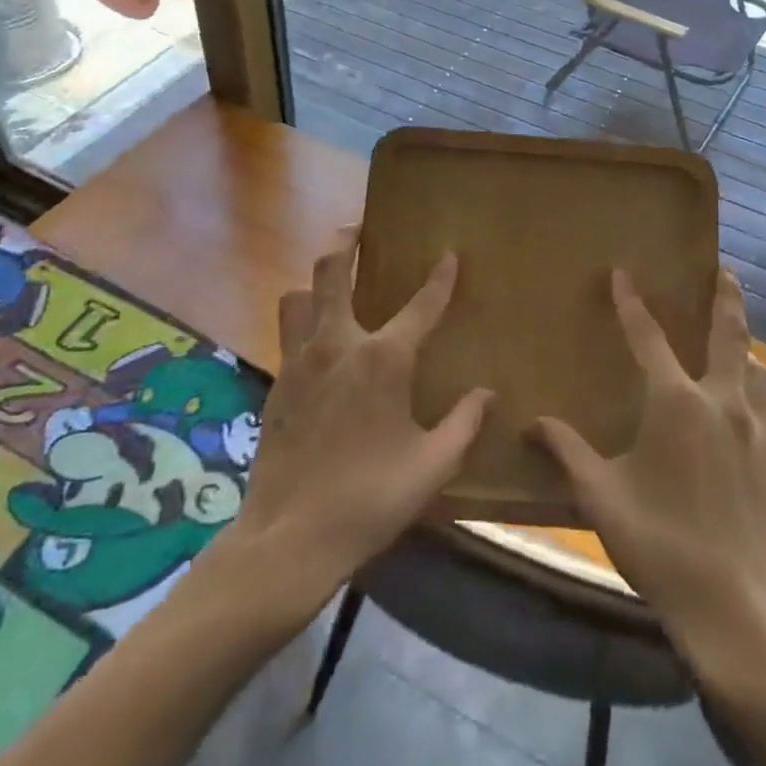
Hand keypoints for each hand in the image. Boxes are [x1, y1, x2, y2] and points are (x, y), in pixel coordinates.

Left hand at [232, 228, 492, 611]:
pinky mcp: (277, 382)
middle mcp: (338, 344)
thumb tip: (487, 394)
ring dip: (315, 280)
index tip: (449, 254)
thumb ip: (464, 424)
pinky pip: (288, 332)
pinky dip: (302, 319)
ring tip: (332, 280)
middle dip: (345, 240)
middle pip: (331, 271)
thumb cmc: (369, 499)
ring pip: (299, 296)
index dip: (440, 278)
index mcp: (383, 359)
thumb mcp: (431, 466)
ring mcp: (300, 360)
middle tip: (358, 227)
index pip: (421, 305)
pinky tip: (317, 340)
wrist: (289, 538)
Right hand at [534, 271, 765, 765]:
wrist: (736, 606)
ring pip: (758, 367)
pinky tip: (745, 397)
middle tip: (723, 270)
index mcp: (675, 402)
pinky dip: (756, 382)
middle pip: (729, 333)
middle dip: (725, 296)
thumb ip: (567, 452)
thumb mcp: (602, 497)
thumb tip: (532, 423)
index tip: (622, 273)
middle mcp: (721, 401)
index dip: (631, 303)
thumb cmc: (661, 543)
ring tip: (735, 337)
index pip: (648, 337)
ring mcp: (754, 428)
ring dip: (746, 343)